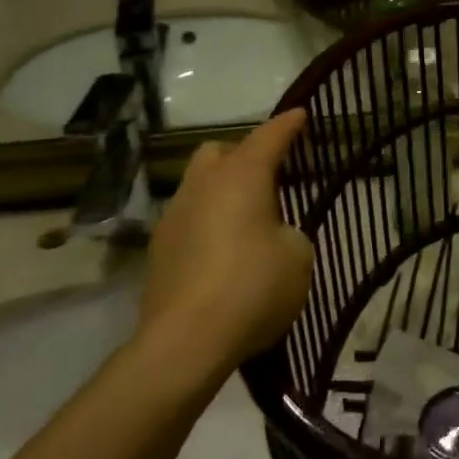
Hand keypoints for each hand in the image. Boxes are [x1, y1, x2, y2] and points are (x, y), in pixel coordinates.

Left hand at [135, 110, 312, 377]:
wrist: (184, 343)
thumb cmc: (252, 288)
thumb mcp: (298, 257)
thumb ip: (291, 233)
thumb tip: (272, 234)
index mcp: (241, 176)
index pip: (269, 137)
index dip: (287, 125)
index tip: (300, 114)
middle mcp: (203, 185)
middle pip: (220, 152)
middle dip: (243, 154)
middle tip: (268, 176)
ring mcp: (174, 216)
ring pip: (199, 185)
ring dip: (222, 190)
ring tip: (245, 219)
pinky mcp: (158, 250)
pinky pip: (188, 219)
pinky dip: (207, 222)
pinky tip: (221, 252)